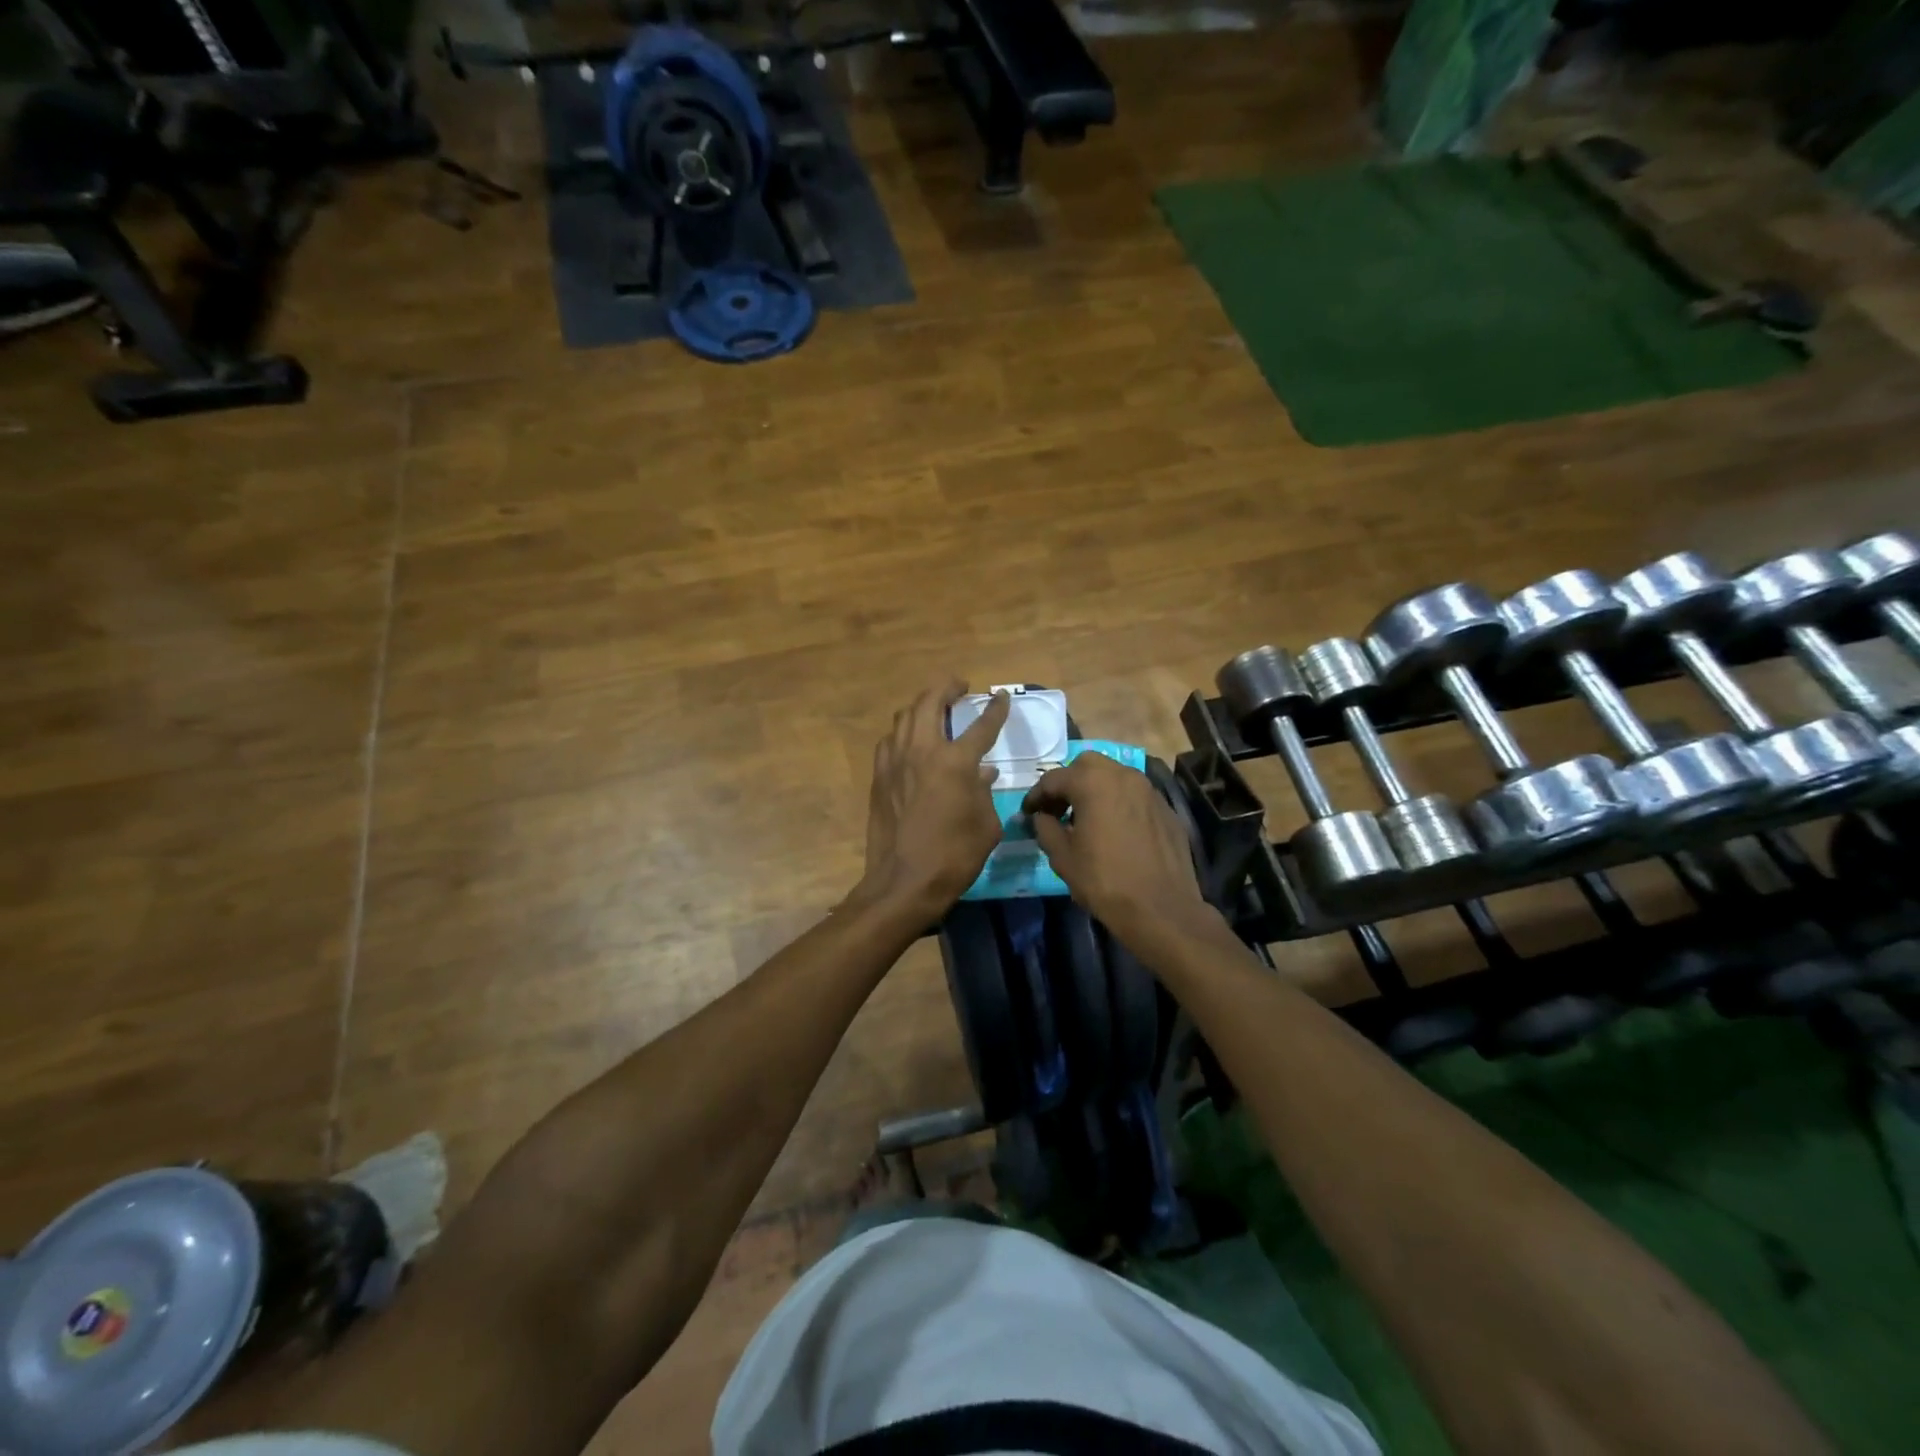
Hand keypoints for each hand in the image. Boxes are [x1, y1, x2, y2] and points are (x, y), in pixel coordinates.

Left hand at [852, 681, 1010, 924]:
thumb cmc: (954, 856)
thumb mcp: (986, 826)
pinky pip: (890, 741)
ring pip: (905, 716)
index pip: (981, 725)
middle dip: (946, 688)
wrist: (904, 882)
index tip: (1001, 697)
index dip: (995, 709)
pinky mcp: (879, 777)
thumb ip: (985, 792)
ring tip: (934, 708)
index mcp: (956, 762)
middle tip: (959, 687)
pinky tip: (910, 741)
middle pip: (931, 702)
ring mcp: (895, 762)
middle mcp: (923, 751)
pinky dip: (903, 732)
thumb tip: (983, 773)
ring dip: (921, 705)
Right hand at [1022, 752, 1216, 952]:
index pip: (1054, 778)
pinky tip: (1114, 830)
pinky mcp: (1166, 809)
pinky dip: (1118, 803)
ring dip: (1095, 789)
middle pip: (1087, 765)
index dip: (1036, 796)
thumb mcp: (1062, 857)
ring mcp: (1149, 791)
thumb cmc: (1104, 881)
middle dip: (1068, 782)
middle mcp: (1123, 775)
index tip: (1027, 813)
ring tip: (1085, 819)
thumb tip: (1040, 817)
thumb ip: (1045, 828)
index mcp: (1093, 782)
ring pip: (1114, 776)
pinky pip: (1135, 796)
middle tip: (1057, 809)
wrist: (1161, 909)